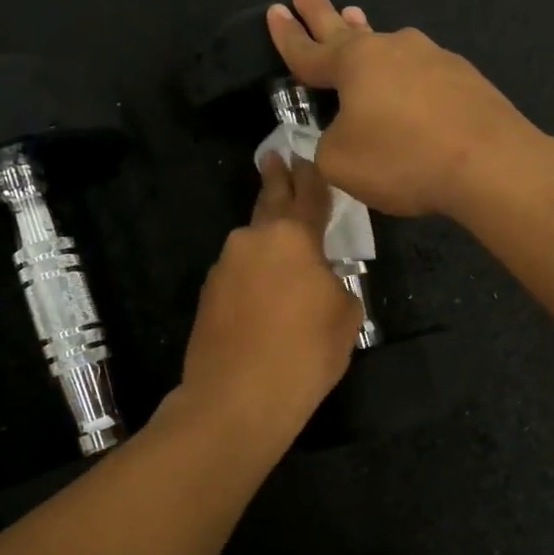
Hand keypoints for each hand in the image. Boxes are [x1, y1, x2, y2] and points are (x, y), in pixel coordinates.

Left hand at [178, 152, 361, 444]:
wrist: (236, 399)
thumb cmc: (304, 353)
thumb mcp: (345, 317)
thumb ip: (337, 284)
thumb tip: (320, 282)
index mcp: (293, 237)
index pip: (308, 195)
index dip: (311, 176)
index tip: (304, 155)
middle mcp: (253, 240)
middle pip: (270, 202)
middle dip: (276, 179)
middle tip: (275, 157)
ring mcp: (224, 266)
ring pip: (252, 244)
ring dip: (267, 242)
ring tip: (282, 256)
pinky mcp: (207, 295)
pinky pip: (238, 274)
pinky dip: (252, 277)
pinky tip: (262, 300)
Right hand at [266, 0, 544, 217]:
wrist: (490, 163)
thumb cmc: (403, 158)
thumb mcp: (341, 162)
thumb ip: (328, 144)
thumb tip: (342, 132)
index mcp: (354, 64)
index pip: (308, 50)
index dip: (286, 35)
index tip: (274, 10)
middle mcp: (392, 49)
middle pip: (345, 28)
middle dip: (320, 10)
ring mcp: (433, 58)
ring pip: (388, 45)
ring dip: (366, 34)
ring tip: (354, 19)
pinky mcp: (464, 78)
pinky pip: (421, 72)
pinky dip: (406, 75)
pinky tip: (410, 85)